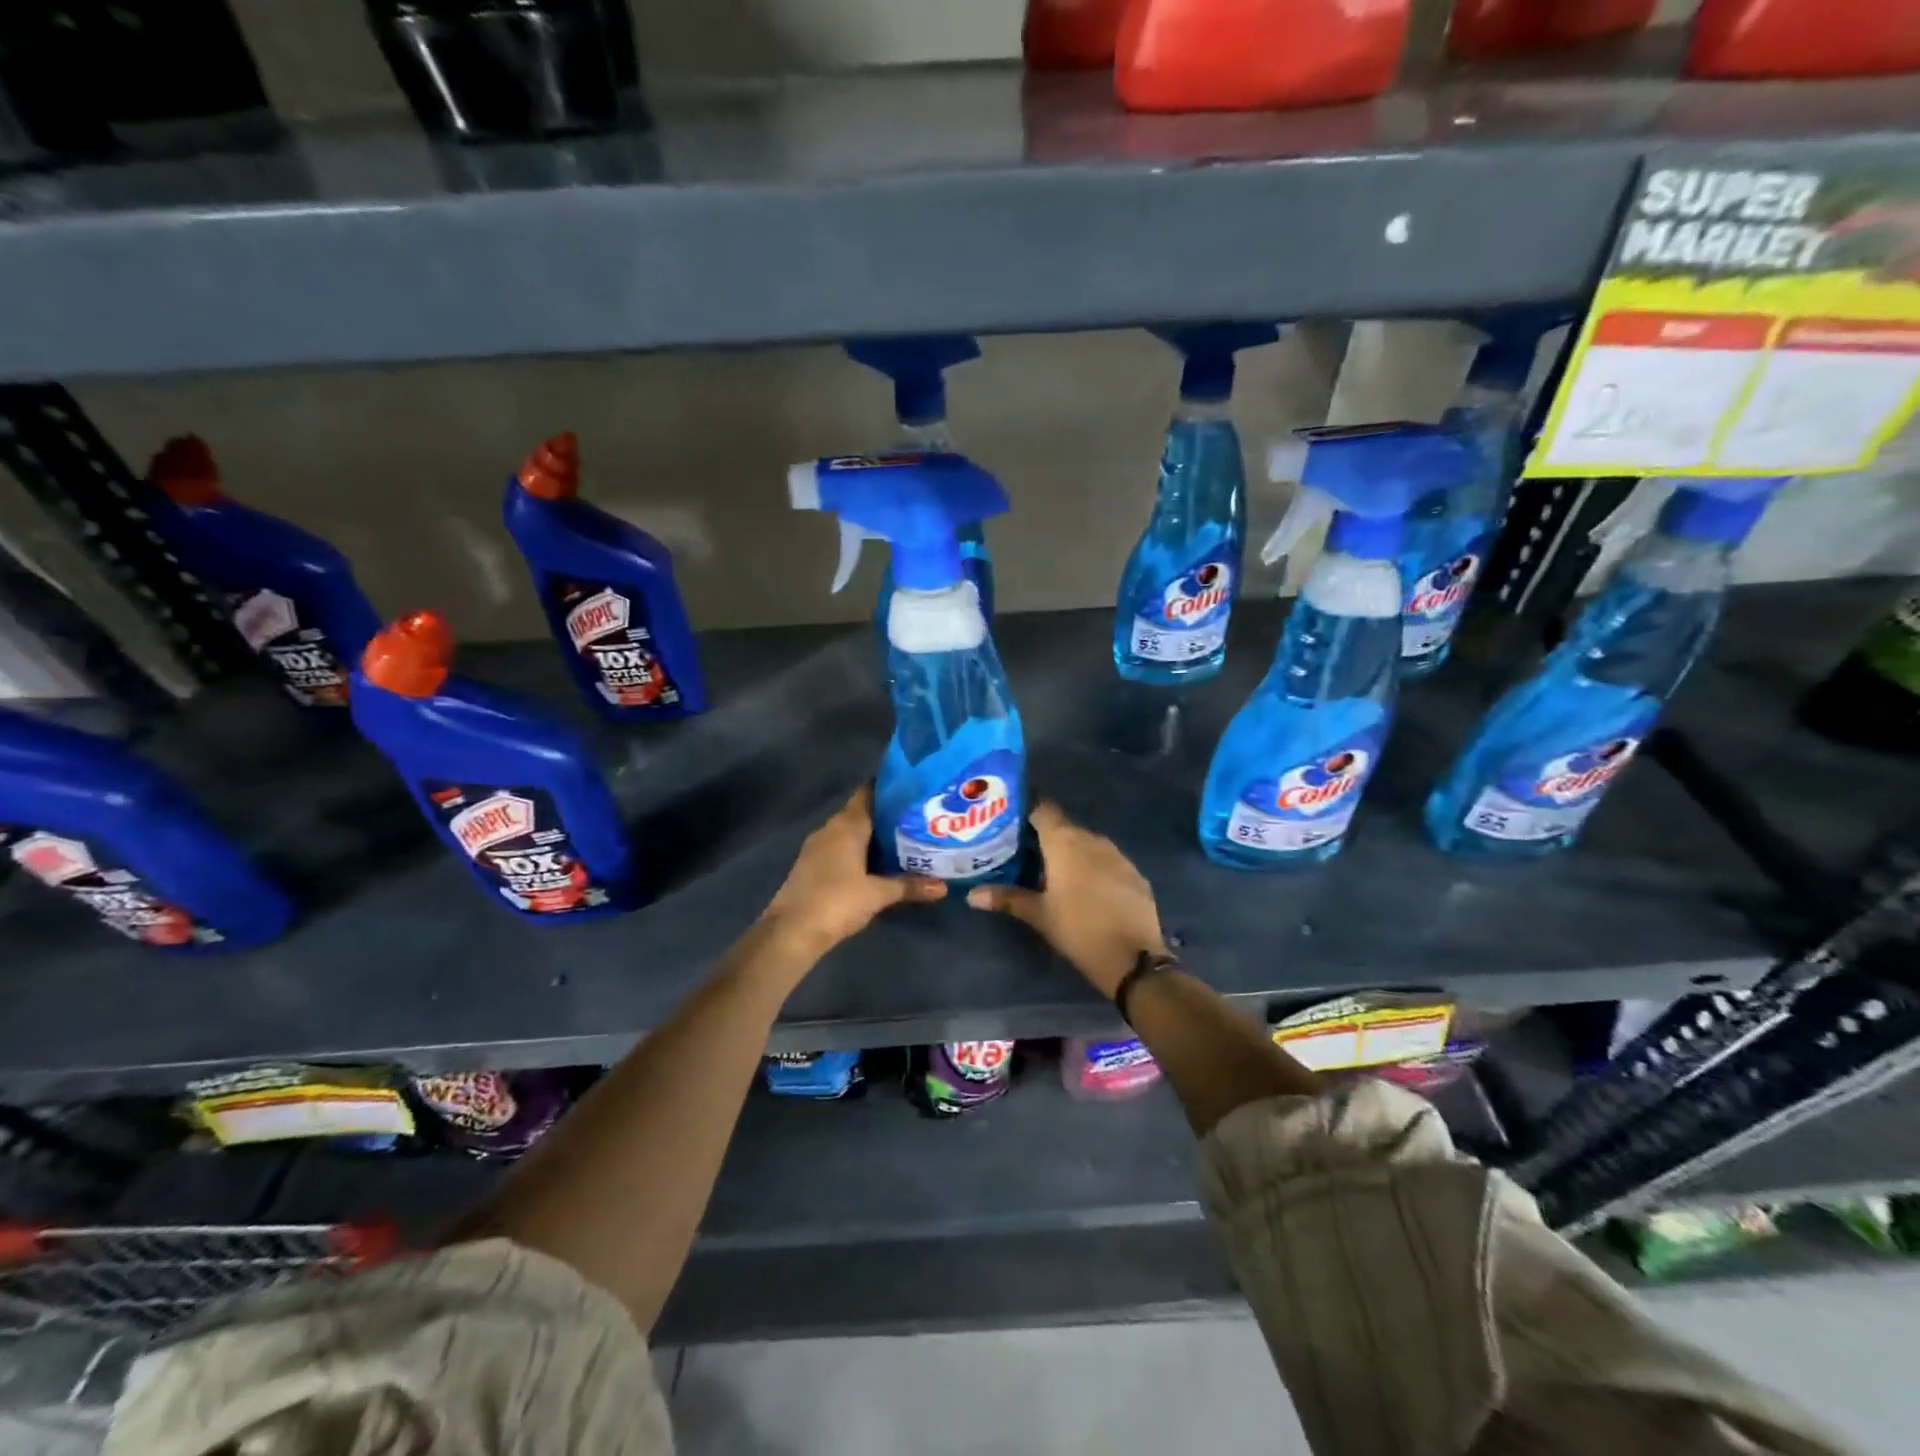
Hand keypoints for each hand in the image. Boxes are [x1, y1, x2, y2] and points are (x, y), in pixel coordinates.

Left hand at [762, 786, 945, 956]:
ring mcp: (818, 847)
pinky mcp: (812, 865)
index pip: (869, 793)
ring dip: (873, 836)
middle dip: (888, 816)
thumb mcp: (878, 894)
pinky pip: (841, 848)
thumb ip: (909, 886)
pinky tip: (878, 864)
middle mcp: (830, 829)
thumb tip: (943, 887)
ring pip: (851, 832)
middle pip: (862, 813)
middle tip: (918, 819)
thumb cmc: (837, 901)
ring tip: (905, 840)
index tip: (914, 790)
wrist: (791, 931)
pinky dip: (859, 851)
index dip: (890, 789)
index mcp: (846, 825)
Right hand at [966, 802, 1165, 997]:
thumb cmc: (1078, 929)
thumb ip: (1007, 898)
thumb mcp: (1039, 915)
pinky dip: (1094, 868)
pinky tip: (1087, 889)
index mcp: (1064, 842)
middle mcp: (1092, 839)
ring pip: (1087, 844)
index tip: (1011, 825)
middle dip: (1046, 837)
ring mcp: (1117, 855)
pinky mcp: (1134, 873)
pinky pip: (1107, 861)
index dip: (1027, 813)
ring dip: (1072, 853)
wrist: (1133, 957)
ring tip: (1053, 872)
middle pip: (1064, 827)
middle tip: (1025, 854)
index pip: (1043, 810)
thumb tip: (971, 895)